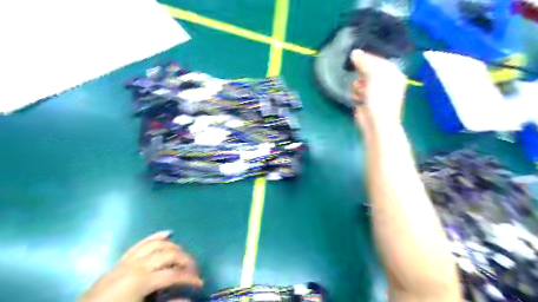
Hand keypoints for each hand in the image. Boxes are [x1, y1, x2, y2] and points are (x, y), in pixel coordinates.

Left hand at [79, 231, 203, 301]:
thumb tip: (188, 300)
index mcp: (141, 281)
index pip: (174, 274)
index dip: (190, 279)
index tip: (200, 285)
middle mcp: (137, 265)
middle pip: (170, 254)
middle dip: (186, 261)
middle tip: (194, 271)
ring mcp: (128, 261)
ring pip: (158, 245)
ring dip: (175, 248)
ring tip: (184, 257)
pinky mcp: (121, 261)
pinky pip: (141, 244)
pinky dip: (156, 237)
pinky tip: (168, 233)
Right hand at [349, 48, 408, 125]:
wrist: (376, 122)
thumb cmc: (380, 97)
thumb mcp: (375, 75)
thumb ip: (365, 62)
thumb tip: (354, 53)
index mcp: (393, 73)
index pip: (378, 59)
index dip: (367, 58)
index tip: (355, 56)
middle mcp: (385, 81)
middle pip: (368, 70)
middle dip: (361, 73)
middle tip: (360, 76)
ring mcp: (375, 92)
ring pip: (360, 80)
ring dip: (358, 85)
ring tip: (361, 91)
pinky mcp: (365, 100)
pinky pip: (356, 91)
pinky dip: (356, 94)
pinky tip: (358, 99)